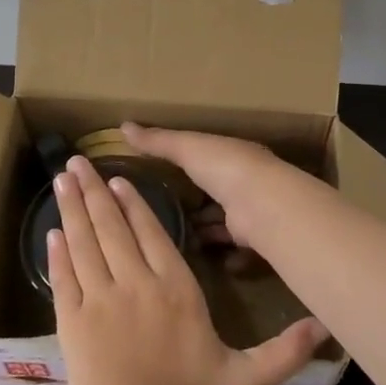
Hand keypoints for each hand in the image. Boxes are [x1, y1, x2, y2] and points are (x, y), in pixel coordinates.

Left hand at [48, 155, 326, 384]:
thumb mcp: (246, 382)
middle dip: (95, 191)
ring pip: (84, 243)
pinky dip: (57, 252)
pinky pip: (63, 277)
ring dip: (72, 208)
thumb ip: (284, 351)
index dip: (134, 203)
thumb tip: (325, 325)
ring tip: (61, 179)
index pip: (152, 233)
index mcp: (176, 290)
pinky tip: (50, 232)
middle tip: (76, 160)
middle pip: (112, 227)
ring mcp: (99, 301)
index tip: (118, 178)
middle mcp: (135, 284)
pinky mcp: (72, 322)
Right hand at [119, 124, 289, 252]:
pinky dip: (217, 252)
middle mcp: (244, 181)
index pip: (208, 157)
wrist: (261, 205)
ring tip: (171, 238)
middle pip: (215, 191)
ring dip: (204, 228)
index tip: (161, 174)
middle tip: (162, 212)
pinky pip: (230, 246)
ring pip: (221, 220)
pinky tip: (196, 258)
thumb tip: (123, 126)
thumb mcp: (187, 148)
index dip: (188, 164)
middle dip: (194, 202)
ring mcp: (249, 210)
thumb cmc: (225, 167)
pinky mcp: (249, 238)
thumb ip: (158, 141)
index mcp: (232, 155)